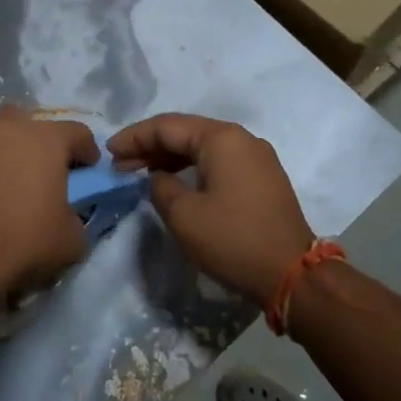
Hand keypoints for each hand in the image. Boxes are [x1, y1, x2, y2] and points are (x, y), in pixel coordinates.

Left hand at [0, 107, 99, 309]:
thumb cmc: (24, 241)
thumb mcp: (71, 240)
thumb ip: (76, 217)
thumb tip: (68, 217)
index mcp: (45, 140)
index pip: (77, 132)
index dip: (86, 150)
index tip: (88, 169)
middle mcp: (7, 129)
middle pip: (29, 123)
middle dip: (38, 142)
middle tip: (40, 171)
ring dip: (3, 153)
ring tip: (4, 184)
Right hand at [108, 114, 313, 305]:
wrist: (292, 274)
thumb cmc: (233, 239)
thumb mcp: (183, 215)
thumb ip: (161, 187)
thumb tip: (160, 179)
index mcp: (222, 138)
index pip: (167, 126)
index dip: (134, 137)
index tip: (108, 151)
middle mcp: (241, 139)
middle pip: (186, 132)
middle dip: (150, 146)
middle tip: (120, 164)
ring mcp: (256, 158)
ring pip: (203, 148)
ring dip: (170, 158)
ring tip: (140, 173)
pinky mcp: (263, 179)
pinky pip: (219, 162)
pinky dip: (192, 168)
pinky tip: (174, 182)